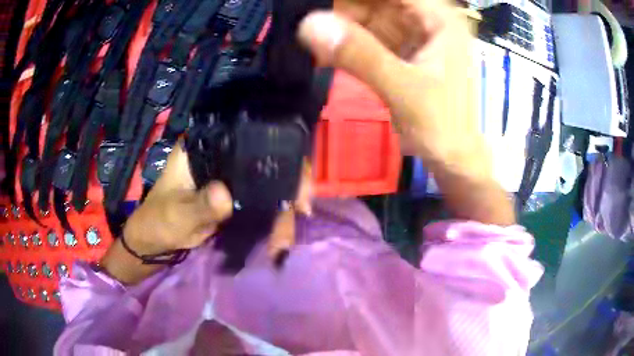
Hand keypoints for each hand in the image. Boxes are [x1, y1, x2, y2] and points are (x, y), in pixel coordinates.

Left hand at [102, 143, 312, 283]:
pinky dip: (273, 217)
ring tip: (285, 237)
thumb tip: (226, 196)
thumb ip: (199, 205)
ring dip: (282, 207)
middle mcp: (221, 155)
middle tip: (302, 206)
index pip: (245, 137)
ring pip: (267, 182)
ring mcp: (230, 176)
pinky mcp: (235, 195)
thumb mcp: (176, 214)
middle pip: (265, 159)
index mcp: (203, 147)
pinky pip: (261, 201)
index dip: (274, 150)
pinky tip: (280, 236)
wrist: (157, 241)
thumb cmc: (159, 220)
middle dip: (288, 182)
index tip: (291, 175)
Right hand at [299, 0, 480, 174]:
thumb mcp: (404, 90)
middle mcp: (427, 18)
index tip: (319, 1)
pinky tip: (321, 49)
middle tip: (304, 14)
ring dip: (339, 22)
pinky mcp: (401, 49)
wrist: (452, 158)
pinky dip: (345, 41)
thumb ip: (360, 55)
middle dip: (343, 7)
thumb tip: (309, 23)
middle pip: (377, 0)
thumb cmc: (442, 127)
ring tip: (308, 32)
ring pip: (369, 14)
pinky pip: (368, 35)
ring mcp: (413, 33)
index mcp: (439, 18)